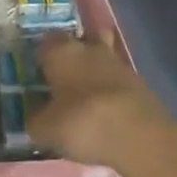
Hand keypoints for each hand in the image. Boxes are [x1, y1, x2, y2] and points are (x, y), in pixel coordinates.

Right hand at [30, 30, 176, 168]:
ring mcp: (119, 64)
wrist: (138, 136)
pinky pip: (119, 80)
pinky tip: (106, 110)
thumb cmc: (80, 122)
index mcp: (60, 52)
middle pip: (81, 41)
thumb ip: (36, 120)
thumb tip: (34, 118)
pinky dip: (112, 90)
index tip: (39, 71)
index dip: (42, 55)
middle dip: (74, 54)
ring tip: (86, 96)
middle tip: (64, 77)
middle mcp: (89, 49)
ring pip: (103, 58)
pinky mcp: (141, 84)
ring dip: (96, 71)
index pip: (46, 41)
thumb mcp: (45, 129)